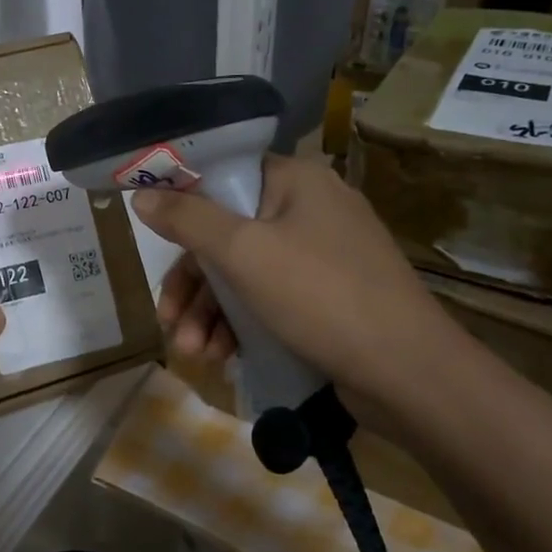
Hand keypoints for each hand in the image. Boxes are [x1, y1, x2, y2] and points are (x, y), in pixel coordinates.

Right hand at [132, 155, 458, 418]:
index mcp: (296, 181)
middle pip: (227, 234)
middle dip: (193, 284)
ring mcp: (321, 256)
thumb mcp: (243, 254)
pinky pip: (269, 299)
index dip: (182, 204)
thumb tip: (142, 197)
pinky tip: (223, 358)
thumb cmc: (321, 296)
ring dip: (211, 313)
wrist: (409, 375)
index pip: (224, 176)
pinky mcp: (327, 297)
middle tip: (169, 320)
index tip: (152, 237)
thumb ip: (188, 221)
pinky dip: (241, 325)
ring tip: (194, 353)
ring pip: (244, 273)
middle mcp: (309, 210)